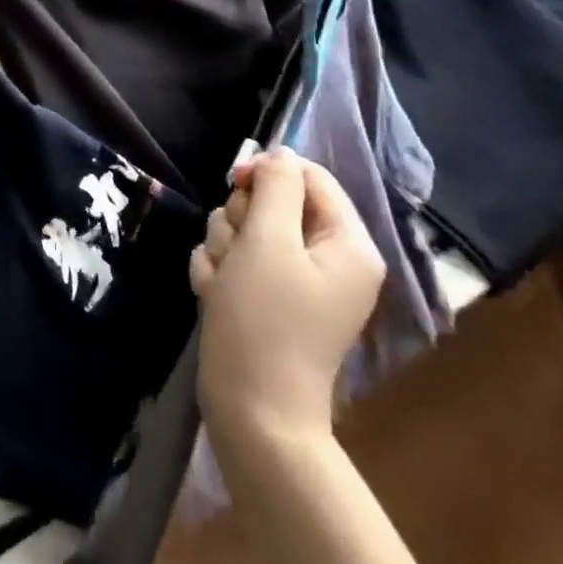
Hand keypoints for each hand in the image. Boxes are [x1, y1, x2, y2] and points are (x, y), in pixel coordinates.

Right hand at [191, 149, 384, 461]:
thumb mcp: (268, 240)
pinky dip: (218, 272)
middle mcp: (327, 258)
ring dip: (223, 248)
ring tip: (223, 281)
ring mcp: (295, 280)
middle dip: (239, 219)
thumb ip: (275, 187)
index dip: (267, 172)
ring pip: (244, 229)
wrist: (251, 410)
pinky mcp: (266, 298)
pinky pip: (234, 259)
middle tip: (236, 251)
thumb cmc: (265, 320)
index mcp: (346, 243)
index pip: (308, 175)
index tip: (235, 184)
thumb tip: (280, 154)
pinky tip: (216, 295)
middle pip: (270, 201)